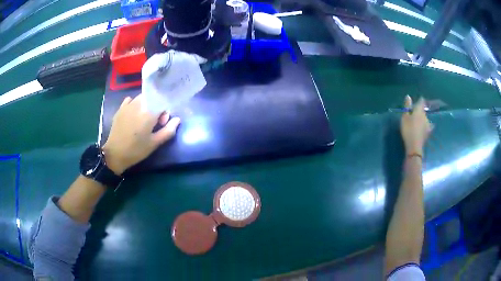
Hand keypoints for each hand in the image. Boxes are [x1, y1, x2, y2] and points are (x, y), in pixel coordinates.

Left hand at [102, 94, 180, 174]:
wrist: (115, 154)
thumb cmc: (136, 150)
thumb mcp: (154, 143)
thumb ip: (168, 130)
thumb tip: (177, 119)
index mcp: (148, 112)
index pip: (163, 103)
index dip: (165, 113)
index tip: (161, 124)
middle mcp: (139, 104)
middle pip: (153, 98)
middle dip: (156, 107)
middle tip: (153, 123)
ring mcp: (128, 105)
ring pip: (142, 98)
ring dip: (146, 105)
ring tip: (143, 119)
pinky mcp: (120, 109)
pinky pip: (130, 100)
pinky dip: (135, 104)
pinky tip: (133, 114)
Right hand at [400, 96, 431, 155]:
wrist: (415, 146)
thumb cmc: (408, 129)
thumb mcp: (404, 117)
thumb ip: (407, 106)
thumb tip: (408, 96)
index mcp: (419, 110)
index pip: (421, 101)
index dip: (419, 101)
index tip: (416, 102)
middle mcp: (425, 115)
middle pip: (423, 110)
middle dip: (419, 110)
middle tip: (413, 113)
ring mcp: (427, 124)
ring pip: (425, 118)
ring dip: (422, 118)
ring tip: (417, 122)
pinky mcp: (428, 132)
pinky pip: (427, 126)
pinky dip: (425, 126)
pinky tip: (424, 128)